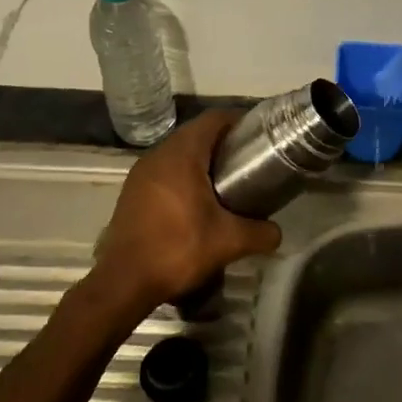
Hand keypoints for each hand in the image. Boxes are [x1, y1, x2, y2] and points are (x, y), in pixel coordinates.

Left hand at [87, 109, 281, 324]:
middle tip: (249, 160)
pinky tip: (198, 200)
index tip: (260, 135)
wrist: (124, 282)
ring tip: (228, 179)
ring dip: (202, 160)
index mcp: (182, 155)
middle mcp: (158, 155)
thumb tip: (277, 232)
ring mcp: (141, 173)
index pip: (214, 119)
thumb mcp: (229, 242)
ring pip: (178, 152)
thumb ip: (260, 233)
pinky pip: (164, 170)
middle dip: (224, 142)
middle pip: (196, 133)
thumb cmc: (178, 250)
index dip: (239, 121)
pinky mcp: (132, 192)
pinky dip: (184, 175)